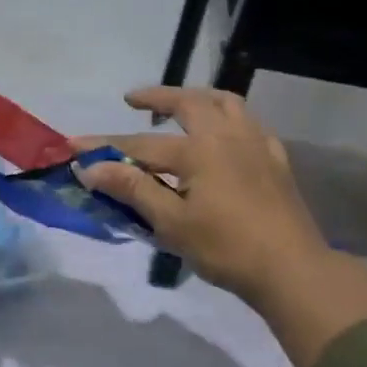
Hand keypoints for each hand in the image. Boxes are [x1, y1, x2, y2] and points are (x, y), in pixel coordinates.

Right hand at [77, 87, 366, 366]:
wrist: (292, 269)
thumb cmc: (226, 249)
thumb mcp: (172, 224)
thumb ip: (133, 190)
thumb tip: (92, 168)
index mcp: (199, 150)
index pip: (140, 145)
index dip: (105, 146)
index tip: (75, 145)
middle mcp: (227, 135)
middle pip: (188, 103)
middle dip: (157, 97)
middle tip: (133, 100)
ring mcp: (256, 144)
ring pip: (225, 103)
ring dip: (197, 97)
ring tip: (179, 106)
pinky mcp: (276, 159)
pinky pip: (250, 123)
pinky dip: (229, 118)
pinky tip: (224, 134)